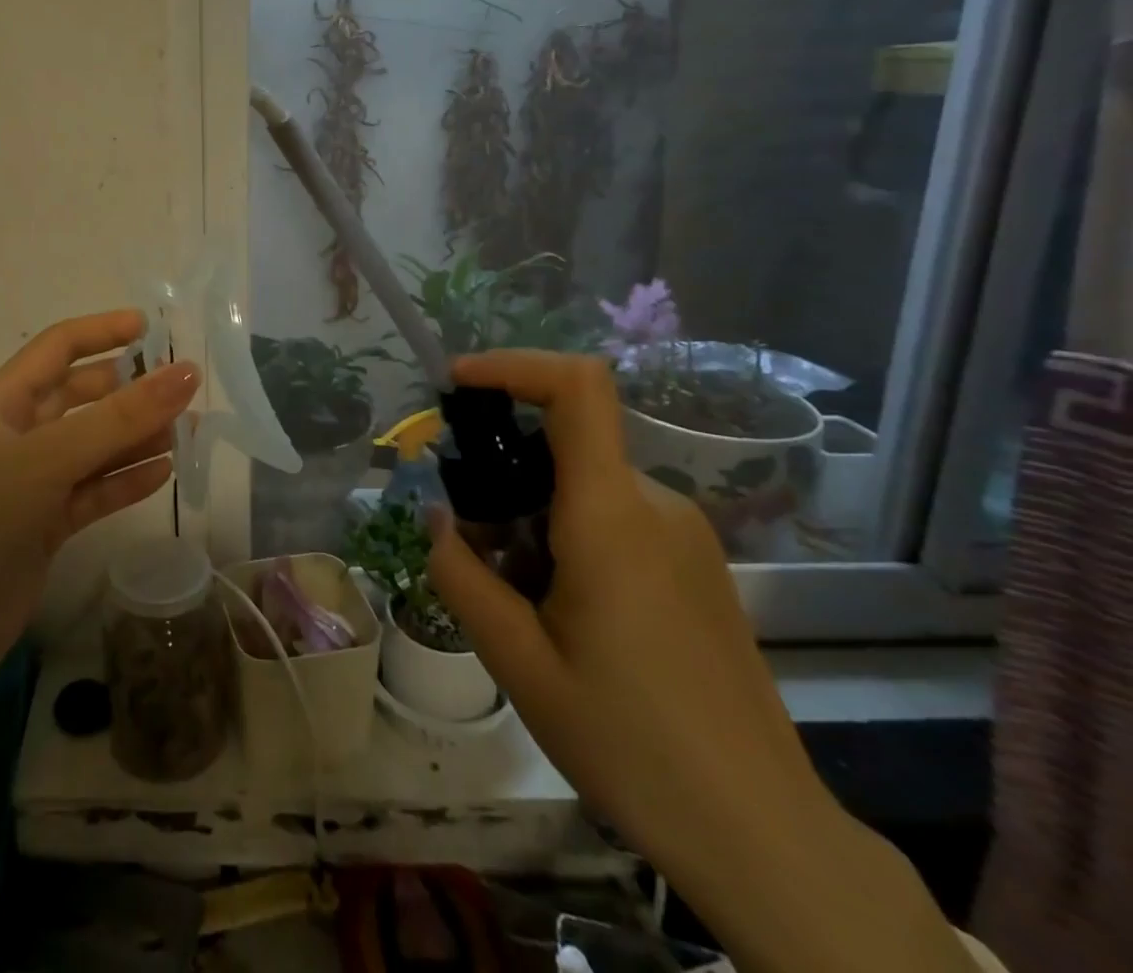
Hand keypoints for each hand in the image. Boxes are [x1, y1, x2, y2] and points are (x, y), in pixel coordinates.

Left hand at [0, 309, 200, 665]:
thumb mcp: (50, 459)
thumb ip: (121, 418)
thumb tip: (187, 372)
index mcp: (4, 401)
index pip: (59, 347)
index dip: (104, 330)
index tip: (154, 328)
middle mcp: (19, 433)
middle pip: (83, 396)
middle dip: (131, 390)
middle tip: (183, 391)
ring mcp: (33, 480)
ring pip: (96, 445)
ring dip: (137, 437)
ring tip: (188, 434)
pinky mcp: (47, 521)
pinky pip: (96, 489)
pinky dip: (127, 481)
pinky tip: (164, 475)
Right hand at [426, 352, 976, 972]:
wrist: (762, 835)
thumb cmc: (630, 744)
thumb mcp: (517, 663)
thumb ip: (461, 575)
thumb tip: (438, 517)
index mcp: (611, 516)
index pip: (578, 388)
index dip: (514, 364)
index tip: (456, 383)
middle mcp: (654, 505)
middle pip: (564, 442)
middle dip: (501, 470)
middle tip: (470, 542)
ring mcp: (683, 534)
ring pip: (583, 484)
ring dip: (530, 511)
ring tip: (514, 595)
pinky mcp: (694, 563)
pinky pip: (614, 515)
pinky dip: (565, 533)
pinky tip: (559, 610)